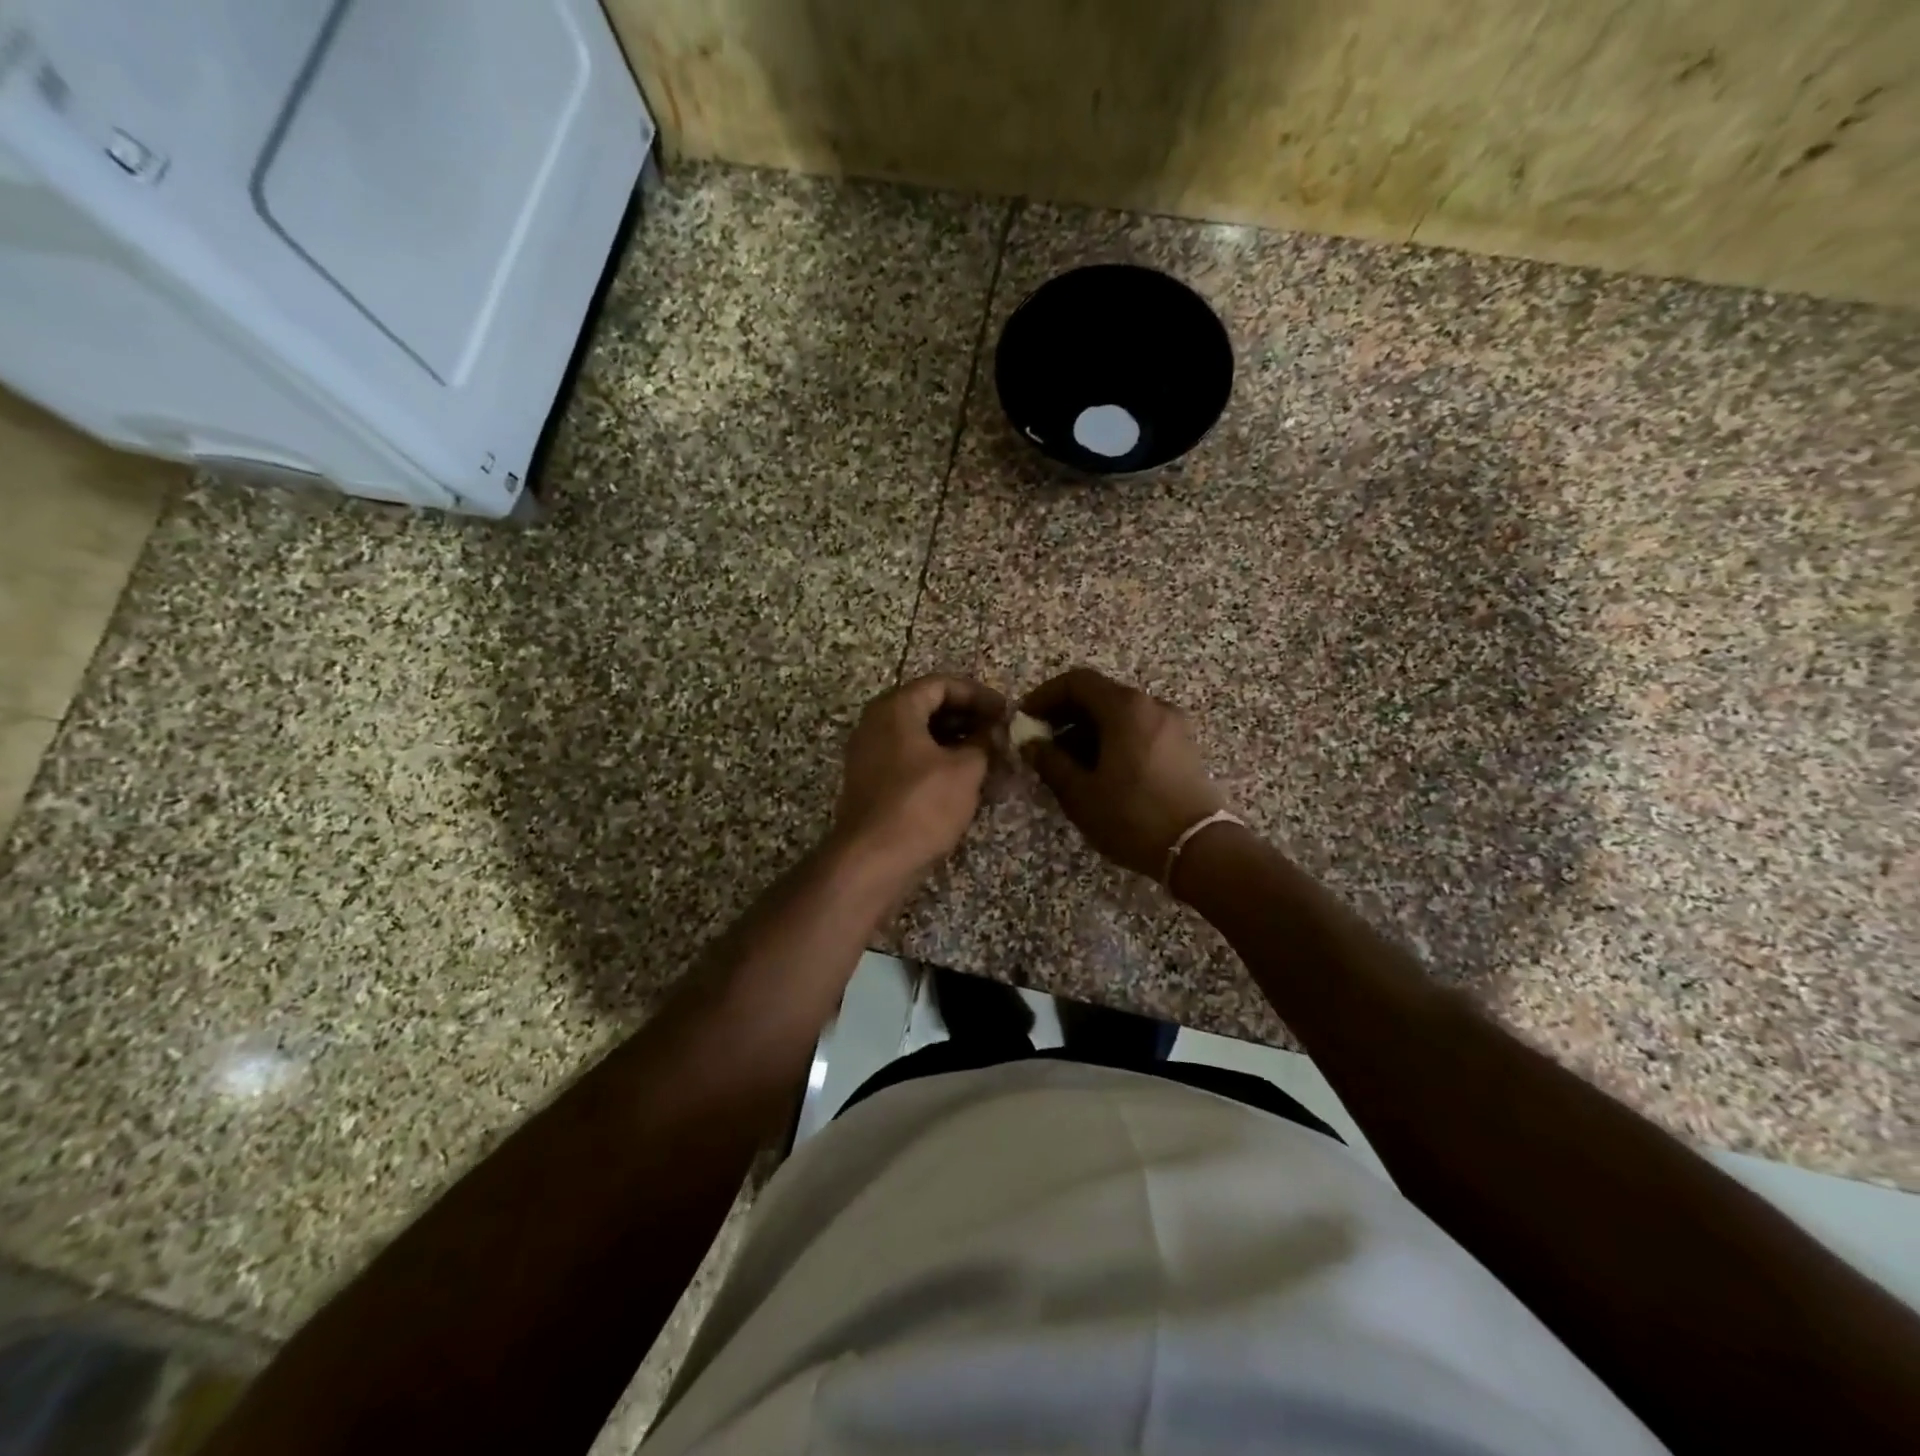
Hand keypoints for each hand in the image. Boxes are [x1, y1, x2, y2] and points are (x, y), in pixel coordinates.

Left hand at [830, 675, 1005, 887]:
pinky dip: (938, 762)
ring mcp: (870, 755)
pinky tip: (964, 782)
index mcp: (896, 709)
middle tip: (999, 734)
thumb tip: (995, 731)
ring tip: (989, 759)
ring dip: (956, 743)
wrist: (871, 861)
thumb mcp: (965, 770)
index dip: (978, 694)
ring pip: (920, 736)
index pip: (941, 684)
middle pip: (928, 707)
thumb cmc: (921, 805)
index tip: (1006, 712)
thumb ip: (984, 743)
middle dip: (968, 719)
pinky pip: (909, 759)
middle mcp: (876, 724)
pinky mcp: (872, 783)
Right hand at [1020, 667, 1226, 880]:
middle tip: (1041, 744)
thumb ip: (1049, 761)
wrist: (1199, 848)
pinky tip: (1098, 771)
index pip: (1076, 682)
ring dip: (1087, 729)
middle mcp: (1151, 705)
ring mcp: (1172, 724)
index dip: (1044, 696)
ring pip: (1119, 714)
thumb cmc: (1132, 816)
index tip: (1025, 721)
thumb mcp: (1080, 793)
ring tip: (1066, 763)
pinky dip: (1112, 739)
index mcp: (1125, 708)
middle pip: (1099, 695)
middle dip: (1064, 715)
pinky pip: (1138, 729)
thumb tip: (1029, 742)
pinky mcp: (1182, 745)